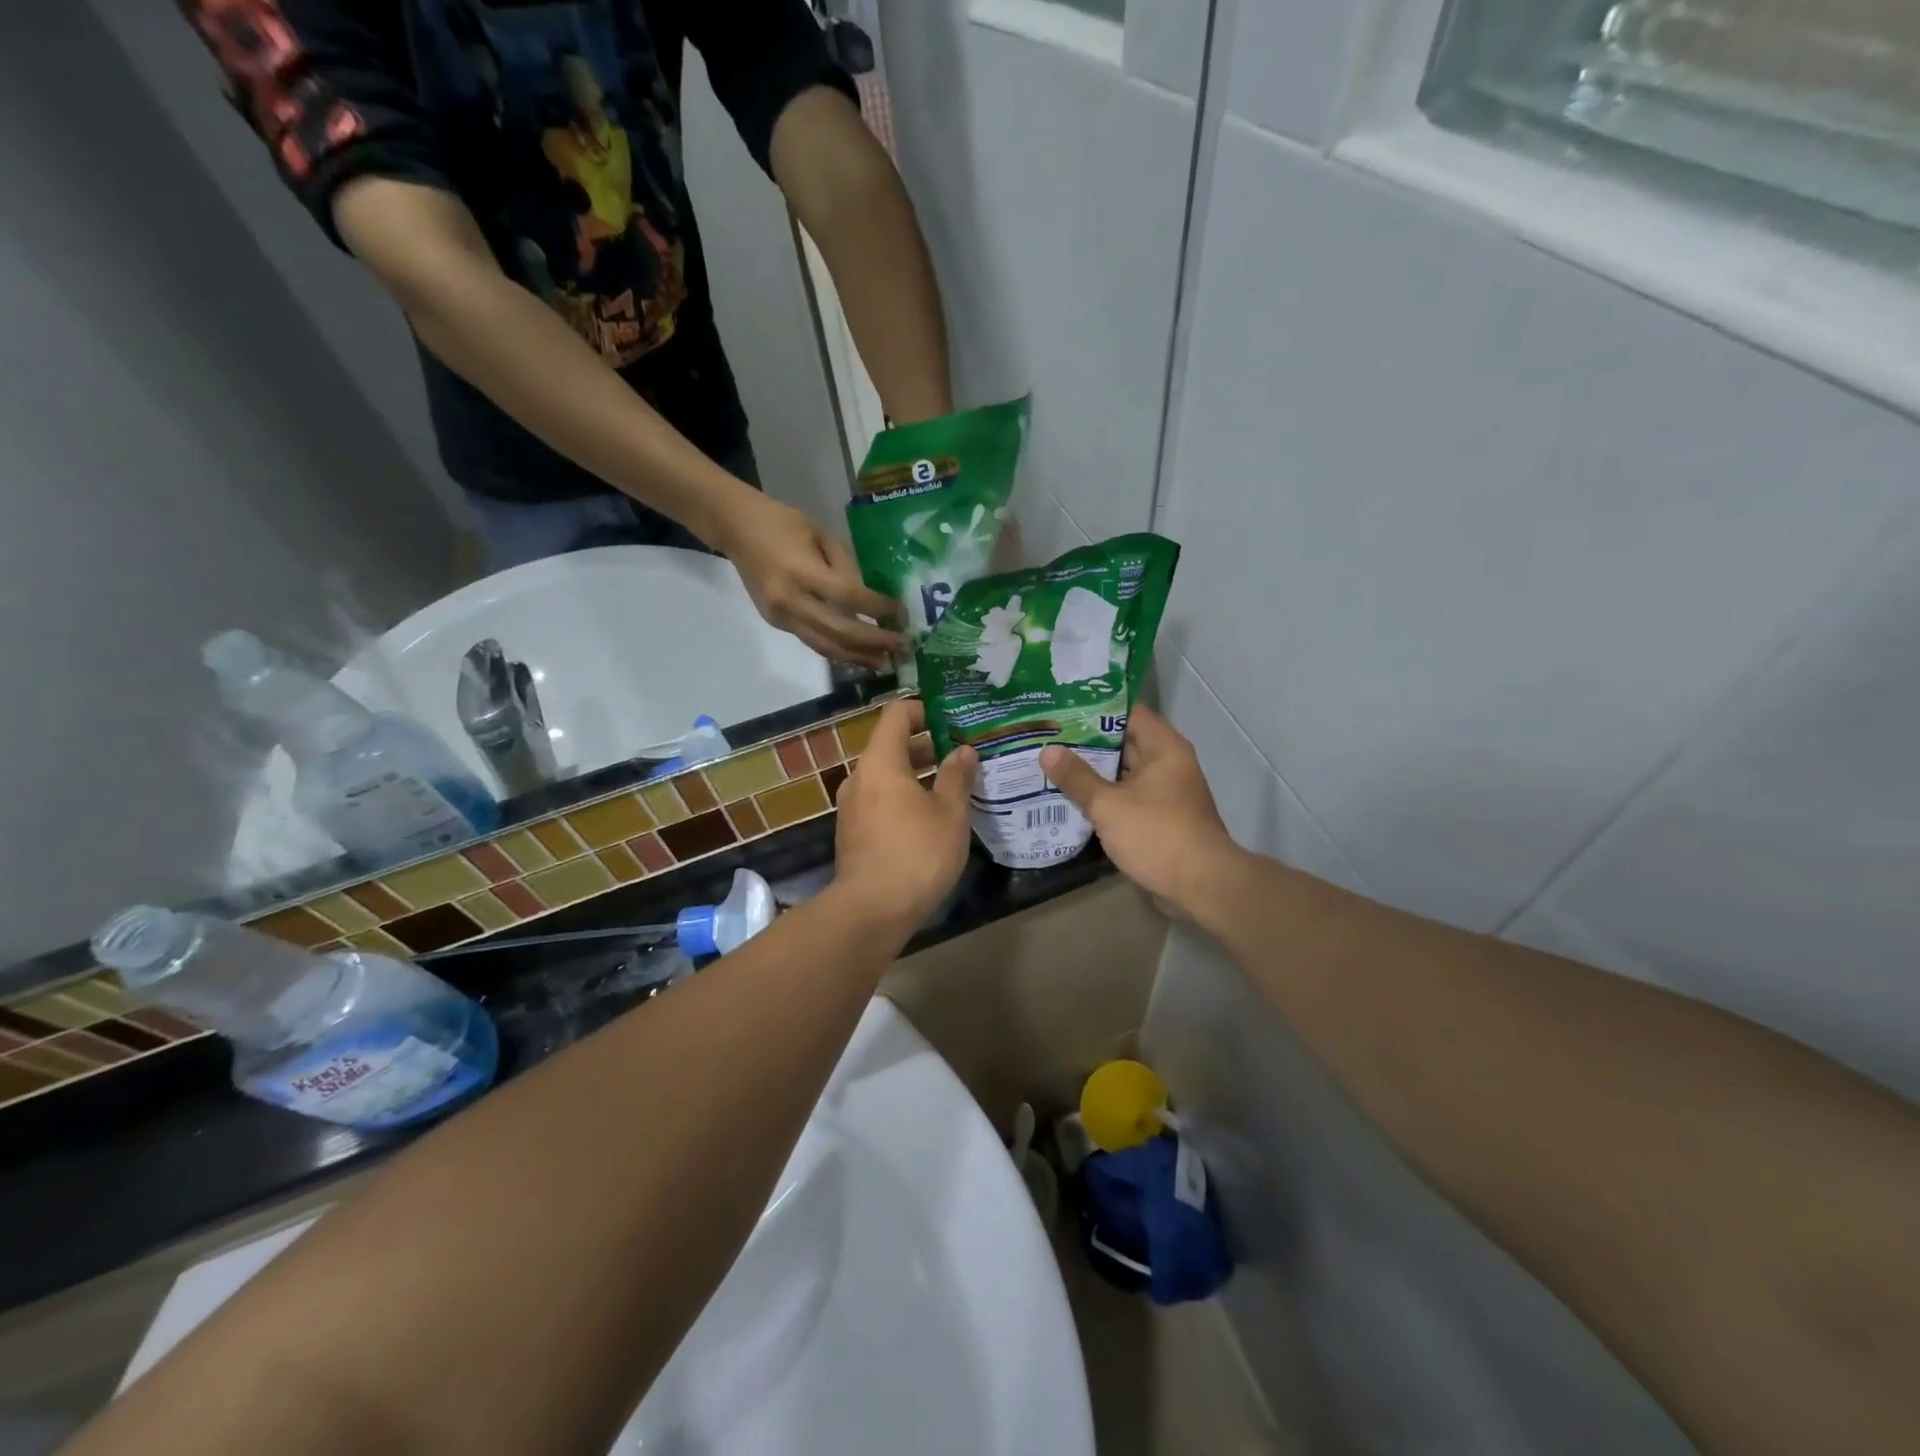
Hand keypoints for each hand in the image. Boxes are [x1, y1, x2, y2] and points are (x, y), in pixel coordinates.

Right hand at [715, 492, 906, 667]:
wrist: (735, 528)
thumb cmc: (782, 522)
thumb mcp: (822, 534)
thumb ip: (846, 567)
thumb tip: (869, 601)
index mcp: (803, 571)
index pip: (849, 598)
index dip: (878, 609)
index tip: (901, 613)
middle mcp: (791, 601)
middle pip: (840, 632)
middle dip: (875, 642)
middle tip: (902, 646)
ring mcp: (781, 617)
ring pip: (826, 646)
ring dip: (858, 657)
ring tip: (885, 662)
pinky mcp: (777, 623)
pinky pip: (813, 642)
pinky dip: (838, 651)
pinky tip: (858, 654)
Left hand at [833, 699, 977, 928]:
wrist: (870, 911)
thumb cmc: (916, 853)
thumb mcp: (950, 813)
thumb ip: (957, 777)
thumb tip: (963, 751)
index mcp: (881, 762)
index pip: (897, 714)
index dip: (925, 710)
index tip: (953, 722)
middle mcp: (860, 777)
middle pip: (891, 745)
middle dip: (928, 746)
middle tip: (963, 756)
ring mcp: (852, 807)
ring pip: (887, 776)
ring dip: (918, 776)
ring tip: (953, 788)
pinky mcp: (853, 832)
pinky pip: (880, 800)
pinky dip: (904, 798)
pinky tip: (931, 819)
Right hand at [1040, 704, 1240, 917]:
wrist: (1201, 886)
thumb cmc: (1157, 834)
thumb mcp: (1109, 804)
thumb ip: (1077, 777)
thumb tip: (1047, 750)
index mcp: (1163, 747)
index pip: (1127, 712)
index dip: (1094, 707)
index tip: (1061, 707)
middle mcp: (1168, 763)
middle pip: (1123, 741)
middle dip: (1086, 740)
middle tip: (1047, 735)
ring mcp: (1165, 792)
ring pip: (1122, 772)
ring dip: (1092, 770)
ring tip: (1051, 763)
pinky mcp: (1160, 818)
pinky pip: (1126, 797)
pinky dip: (1103, 796)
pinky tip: (1072, 797)